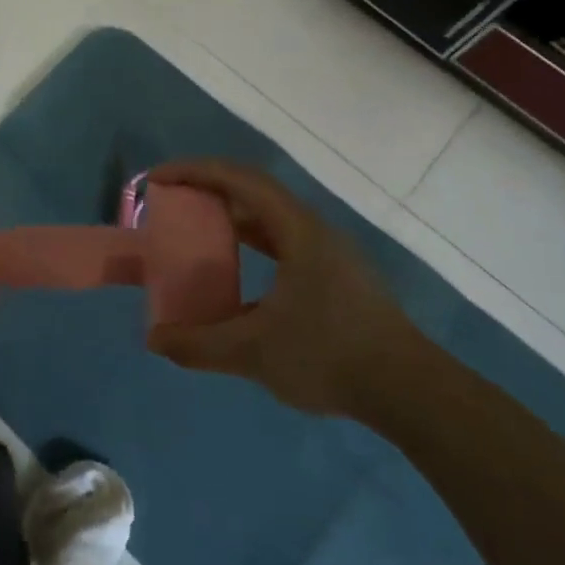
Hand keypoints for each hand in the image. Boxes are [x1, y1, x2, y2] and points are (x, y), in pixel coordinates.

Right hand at [144, 159, 425, 421]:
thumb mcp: (255, 352)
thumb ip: (200, 345)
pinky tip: (237, 278)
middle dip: (209, 191)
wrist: (410, 392)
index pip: (239, 180)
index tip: (158, 179)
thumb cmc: (330, 355)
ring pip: (271, 220)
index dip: (195, 172)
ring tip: (197, 234)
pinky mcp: (337, 278)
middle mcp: (313, 231)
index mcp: (296, 229)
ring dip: (231, 219)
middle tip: (172, 204)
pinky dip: (252, 246)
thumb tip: (155, 340)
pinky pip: (283, 245)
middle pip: (254, 193)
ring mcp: (329, 254)